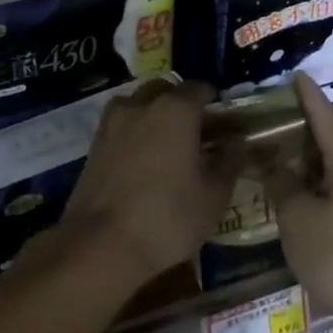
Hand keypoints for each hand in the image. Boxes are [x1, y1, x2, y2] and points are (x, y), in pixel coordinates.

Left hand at [61, 78, 236, 285]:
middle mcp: (143, 104)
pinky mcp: (94, 142)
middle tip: (196, 133)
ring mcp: (114, 121)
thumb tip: (237, 140)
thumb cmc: (168, 217)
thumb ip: (230, 161)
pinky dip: (135, 131)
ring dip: (155, 115)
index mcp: (176, 109)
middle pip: (167, 91)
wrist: (102, 244)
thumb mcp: (213, 196)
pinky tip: (142, 160)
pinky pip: (122, 124)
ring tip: (167, 146)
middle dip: (182, 104)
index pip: (200, 88)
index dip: (214, 101)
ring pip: (140, 104)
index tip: (223, 120)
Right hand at [266, 73, 332, 332]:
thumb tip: (272, 160)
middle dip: (306, 133)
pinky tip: (306, 206)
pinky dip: (323, 190)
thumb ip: (282, 184)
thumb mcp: (298, 219)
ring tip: (284, 165)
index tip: (296, 75)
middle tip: (276, 125)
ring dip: (313, 166)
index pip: (325, 119)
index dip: (309, 97)